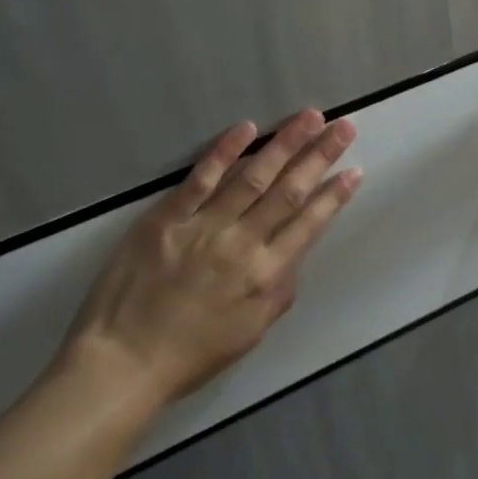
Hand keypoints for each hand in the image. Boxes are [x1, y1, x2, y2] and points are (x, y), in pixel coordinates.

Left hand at [62, 110, 361, 402]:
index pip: (309, 225)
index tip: (354, 169)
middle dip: (320, 156)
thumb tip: (295, 257)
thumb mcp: (249, 334)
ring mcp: (205, 226)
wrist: (123, 361)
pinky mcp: (168, 216)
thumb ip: (279, 293)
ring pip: (253, 176)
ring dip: (284, 143)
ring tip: (310, 117)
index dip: (334, 195)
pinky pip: (201, 178)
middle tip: (344, 126)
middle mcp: (242, 244)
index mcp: (265, 275)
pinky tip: (247, 128)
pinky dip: (224, 151)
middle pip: (289, 191)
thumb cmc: (190, 354)